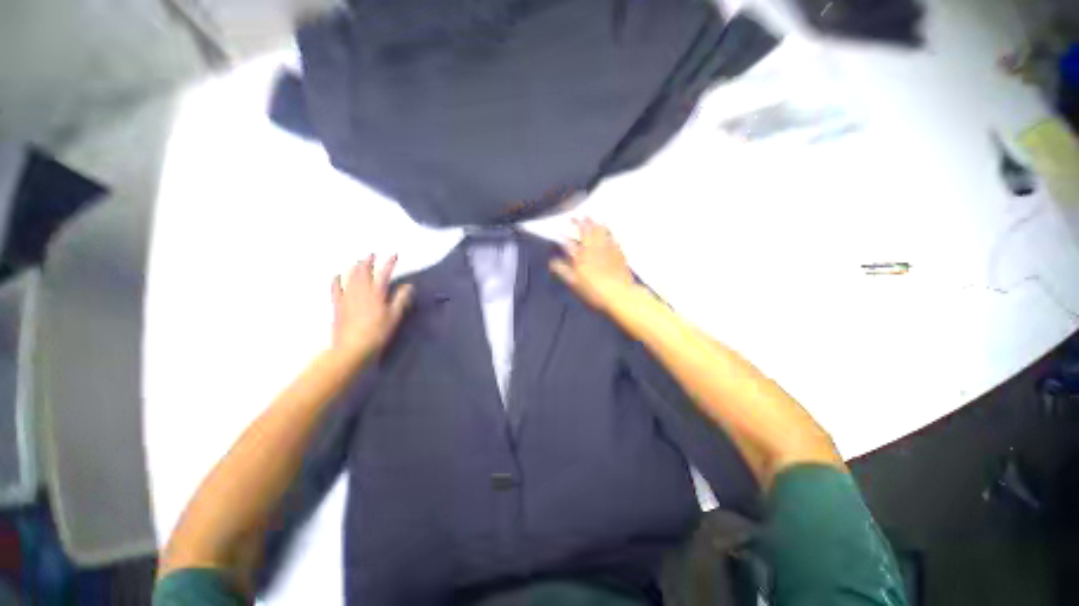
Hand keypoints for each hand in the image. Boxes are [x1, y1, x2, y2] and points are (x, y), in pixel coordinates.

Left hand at [331, 255, 413, 359]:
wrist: (353, 347)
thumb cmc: (377, 333)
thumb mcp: (394, 317)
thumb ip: (401, 300)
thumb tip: (408, 286)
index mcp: (377, 294)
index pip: (384, 274)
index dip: (389, 263)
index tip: (394, 255)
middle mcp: (361, 291)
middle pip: (364, 272)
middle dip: (369, 262)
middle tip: (372, 254)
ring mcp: (347, 297)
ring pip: (350, 277)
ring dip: (355, 267)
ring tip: (359, 261)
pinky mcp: (338, 305)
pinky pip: (336, 289)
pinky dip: (337, 280)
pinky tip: (337, 275)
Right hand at [549, 218, 635, 312]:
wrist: (619, 294)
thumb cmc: (593, 290)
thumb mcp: (573, 283)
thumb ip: (561, 270)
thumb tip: (552, 260)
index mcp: (580, 255)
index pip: (568, 241)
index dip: (562, 236)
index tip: (558, 231)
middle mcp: (593, 248)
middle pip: (586, 230)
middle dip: (580, 222)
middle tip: (577, 217)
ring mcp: (607, 248)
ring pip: (601, 230)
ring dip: (595, 223)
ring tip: (592, 219)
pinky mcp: (619, 253)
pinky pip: (613, 237)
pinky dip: (608, 232)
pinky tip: (608, 232)